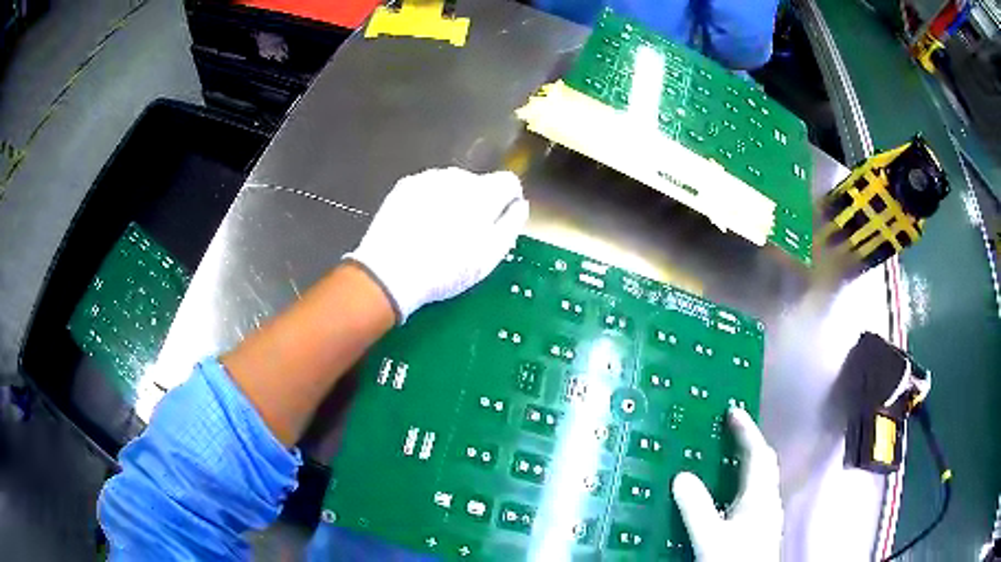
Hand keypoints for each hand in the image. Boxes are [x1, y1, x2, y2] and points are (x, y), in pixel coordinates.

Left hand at [345, 168, 529, 322]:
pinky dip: (430, 201)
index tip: (499, 222)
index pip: (509, 181)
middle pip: (479, 183)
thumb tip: (519, 205)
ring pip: (452, 184)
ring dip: (454, 200)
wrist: (390, 272)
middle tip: (465, 234)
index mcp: (484, 192)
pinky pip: (428, 188)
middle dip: (479, 203)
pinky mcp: (405, 186)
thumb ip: (512, 224)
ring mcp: (428, 178)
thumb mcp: (490, 255)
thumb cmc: (447, 269)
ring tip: (439, 232)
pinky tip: (420, 225)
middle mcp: (457, 176)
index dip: (508, 201)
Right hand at [672, 408, 783, 560]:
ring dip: (751, 462)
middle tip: (732, 431)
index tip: (733, 412)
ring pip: (764, 478)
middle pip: (766, 463)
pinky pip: (759, 493)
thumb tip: (681, 476)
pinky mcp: (763, 527)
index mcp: (758, 496)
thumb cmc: (733, 560)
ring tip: (732, 459)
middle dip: (751, 442)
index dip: (746, 430)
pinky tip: (734, 496)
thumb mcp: (709, 537)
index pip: (757, 453)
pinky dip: (749, 482)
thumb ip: (696, 508)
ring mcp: (768, 514)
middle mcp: (768, 500)